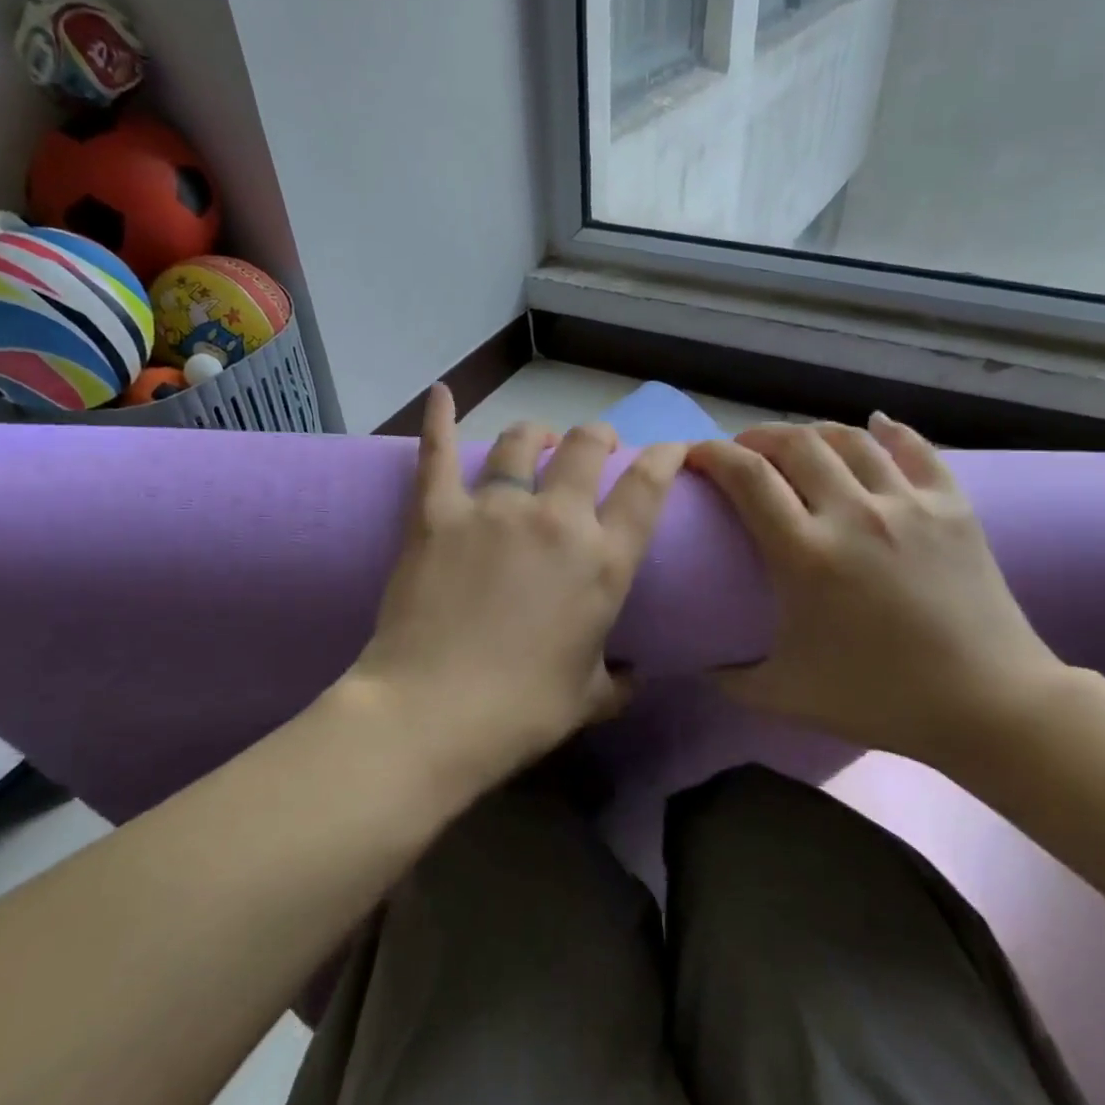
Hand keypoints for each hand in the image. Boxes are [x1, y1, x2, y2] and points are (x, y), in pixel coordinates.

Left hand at [345, 386, 686, 792]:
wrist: (434, 712)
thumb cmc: (521, 711)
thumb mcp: (589, 698)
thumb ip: (618, 681)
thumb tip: (634, 678)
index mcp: (602, 561)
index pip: (646, 488)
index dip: (664, 458)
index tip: (671, 447)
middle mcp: (555, 519)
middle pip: (585, 447)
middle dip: (598, 437)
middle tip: (596, 446)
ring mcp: (493, 509)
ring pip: (519, 442)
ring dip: (536, 434)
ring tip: (537, 438)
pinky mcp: (438, 513)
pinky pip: (437, 454)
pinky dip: (438, 419)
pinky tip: (440, 393)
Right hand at [686, 415, 1073, 770]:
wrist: (989, 706)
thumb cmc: (880, 700)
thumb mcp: (784, 696)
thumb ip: (730, 677)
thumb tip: (700, 660)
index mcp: (806, 554)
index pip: (747, 476)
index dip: (712, 454)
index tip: (695, 456)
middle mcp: (854, 514)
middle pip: (795, 444)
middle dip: (757, 437)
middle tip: (744, 453)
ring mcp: (908, 504)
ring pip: (850, 438)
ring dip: (812, 433)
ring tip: (798, 446)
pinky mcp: (953, 506)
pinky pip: (915, 448)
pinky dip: (889, 431)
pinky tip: (874, 426)